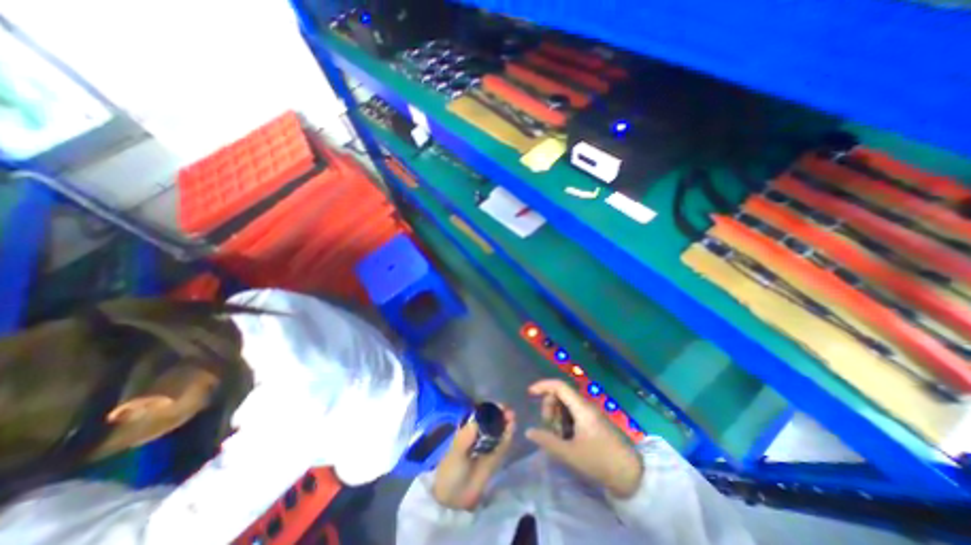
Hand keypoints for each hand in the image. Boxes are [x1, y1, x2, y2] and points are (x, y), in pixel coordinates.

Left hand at [433, 404, 514, 510]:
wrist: (453, 497)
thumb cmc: (451, 469)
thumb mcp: (456, 451)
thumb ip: (465, 437)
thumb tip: (477, 421)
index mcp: (468, 429)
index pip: (482, 414)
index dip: (491, 408)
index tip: (499, 405)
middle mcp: (480, 434)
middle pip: (493, 420)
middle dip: (501, 414)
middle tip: (508, 411)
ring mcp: (488, 445)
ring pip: (499, 430)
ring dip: (506, 423)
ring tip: (512, 417)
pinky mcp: (495, 457)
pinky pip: (503, 444)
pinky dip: (508, 435)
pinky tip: (512, 429)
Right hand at [524, 380, 643, 497]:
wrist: (630, 475)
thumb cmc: (599, 461)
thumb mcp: (570, 454)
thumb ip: (547, 441)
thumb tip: (528, 431)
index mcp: (581, 408)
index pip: (559, 386)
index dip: (543, 385)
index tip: (530, 393)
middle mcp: (586, 405)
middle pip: (560, 395)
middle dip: (549, 407)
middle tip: (549, 428)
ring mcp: (590, 413)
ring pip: (566, 405)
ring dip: (557, 416)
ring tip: (558, 437)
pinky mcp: (593, 421)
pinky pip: (573, 413)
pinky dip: (564, 422)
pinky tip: (566, 438)